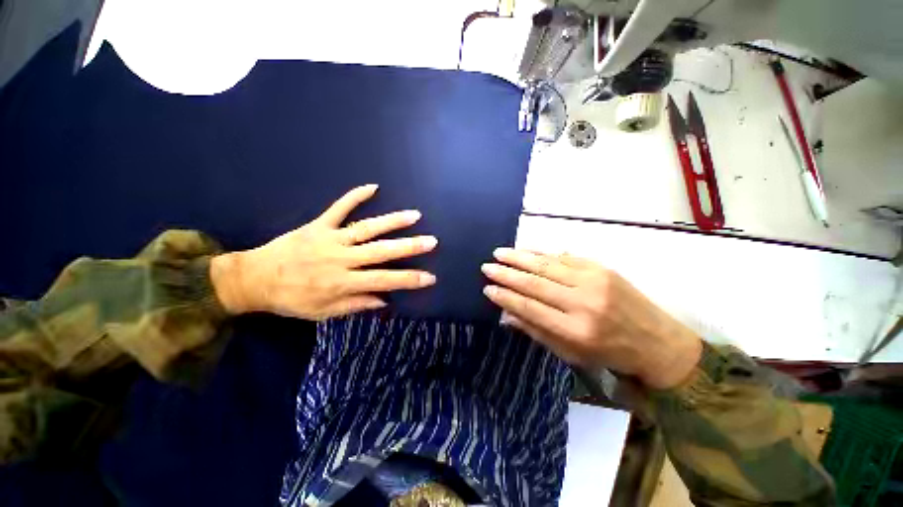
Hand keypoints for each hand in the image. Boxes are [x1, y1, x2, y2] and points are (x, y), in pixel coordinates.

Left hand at [210, 184, 436, 319]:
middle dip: (409, 247)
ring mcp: (330, 238)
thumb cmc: (292, 299)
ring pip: (367, 228)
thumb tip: (385, 300)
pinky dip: (355, 196)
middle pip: (381, 251)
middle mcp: (341, 259)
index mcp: (343, 282)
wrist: (254, 279)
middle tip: (431, 241)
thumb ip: (356, 304)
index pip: (384, 281)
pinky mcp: (318, 224)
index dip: (409, 280)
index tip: (430, 277)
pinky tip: (373, 187)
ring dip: (392, 221)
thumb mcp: (324, 312)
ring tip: (414, 215)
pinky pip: (338, 207)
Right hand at [481, 249, 701, 389]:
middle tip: (487, 266)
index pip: (529, 307)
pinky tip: (526, 250)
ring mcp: (593, 281)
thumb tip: (506, 315)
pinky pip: (564, 257)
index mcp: (575, 330)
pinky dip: (541, 253)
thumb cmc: (609, 353)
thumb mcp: (570, 353)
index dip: (505, 297)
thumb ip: (536, 331)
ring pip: (547, 264)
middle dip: (507, 273)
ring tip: (499, 252)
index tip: (487, 289)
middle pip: (535, 283)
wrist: (656, 341)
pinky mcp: (601, 267)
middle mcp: (583, 302)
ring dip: (519, 257)